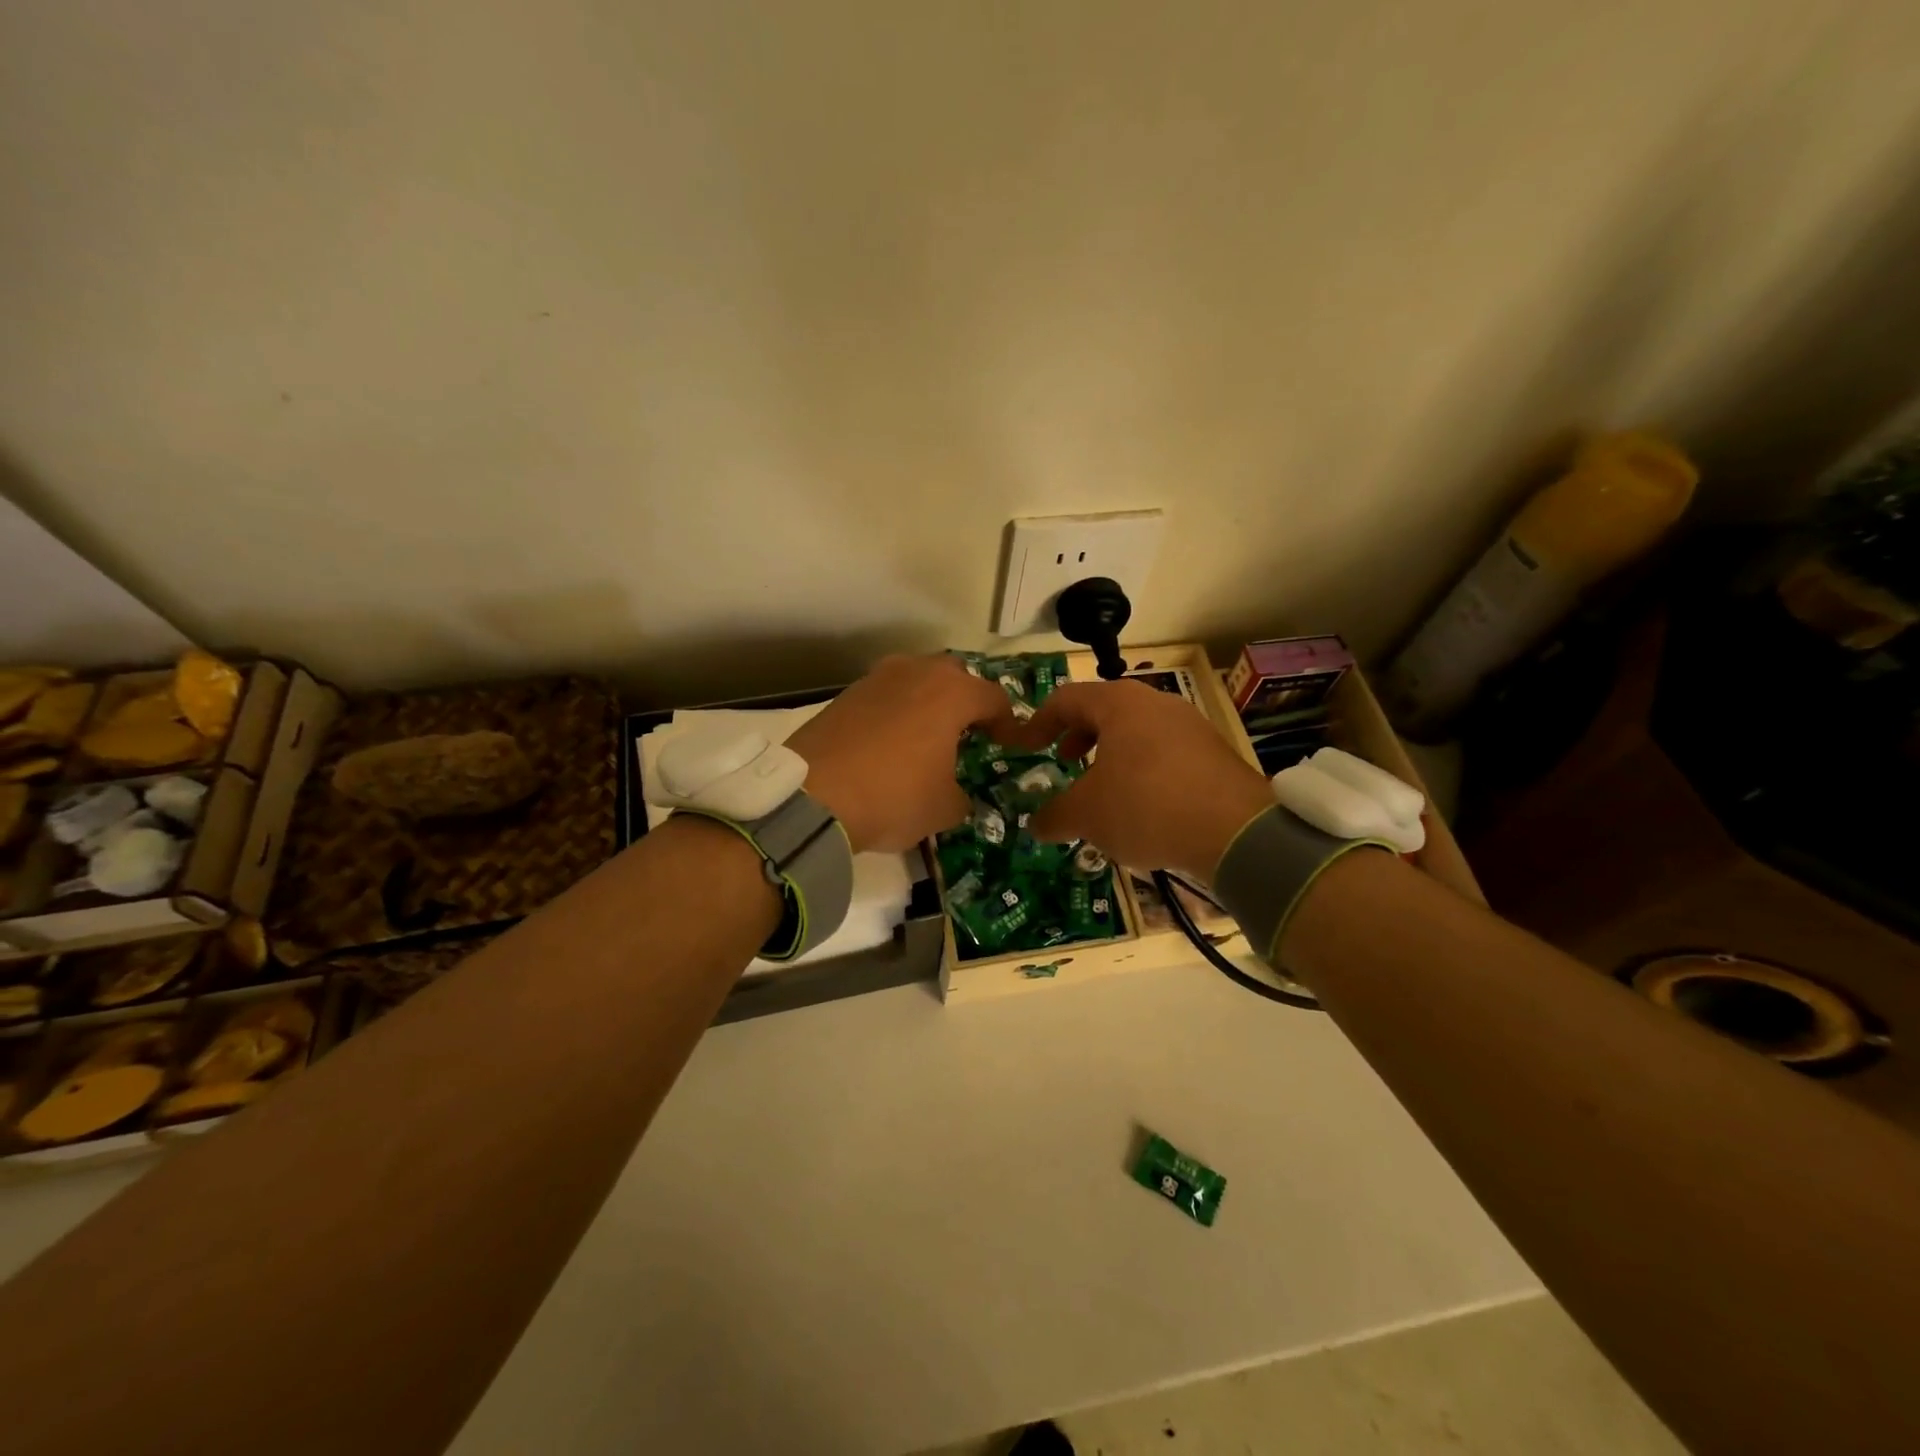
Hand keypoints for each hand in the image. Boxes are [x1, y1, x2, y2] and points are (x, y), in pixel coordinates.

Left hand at [787, 654, 1018, 852]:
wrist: (813, 797)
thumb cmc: (894, 796)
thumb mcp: (943, 808)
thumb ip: (962, 796)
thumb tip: (957, 795)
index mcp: (952, 693)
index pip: (994, 698)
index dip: (1008, 723)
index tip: (1009, 745)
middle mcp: (916, 672)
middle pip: (954, 676)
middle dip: (966, 700)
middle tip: (968, 732)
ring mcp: (877, 678)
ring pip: (916, 679)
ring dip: (928, 701)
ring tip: (927, 736)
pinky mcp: (846, 693)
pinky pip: (886, 694)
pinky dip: (896, 711)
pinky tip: (891, 742)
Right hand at [1000, 680, 1273, 880]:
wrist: (1237, 830)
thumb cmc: (1146, 806)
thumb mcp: (1087, 815)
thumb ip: (1055, 816)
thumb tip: (1035, 825)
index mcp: (1119, 704)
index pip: (1066, 699)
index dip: (1039, 722)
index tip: (1025, 748)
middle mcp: (1156, 703)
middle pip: (1104, 710)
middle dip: (1078, 735)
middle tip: (1065, 762)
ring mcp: (1190, 725)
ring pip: (1137, 731)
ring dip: (1111, 755)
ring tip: (1104, 789)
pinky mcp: (1214, 753)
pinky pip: (1165, 752)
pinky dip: (1143, 769)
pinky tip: (1144, 806)